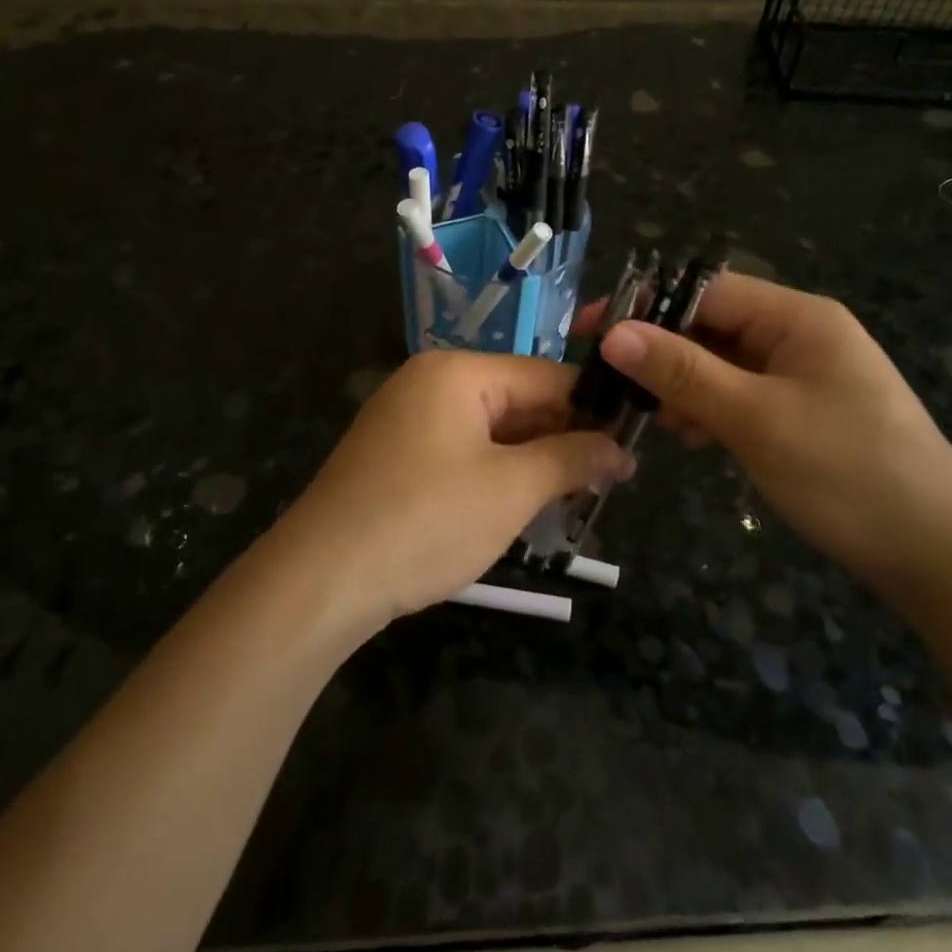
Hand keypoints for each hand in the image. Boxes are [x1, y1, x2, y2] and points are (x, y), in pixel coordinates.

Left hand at [275, 351, 635, 629]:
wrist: (321, 579)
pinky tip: (520, 506)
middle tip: (608, 483)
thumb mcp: (512, 489)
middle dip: (562, 440)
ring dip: (531, 461)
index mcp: (457, 372)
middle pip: (516, 400)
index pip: (546, 376)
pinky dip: (494, 474)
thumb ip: (570, 459)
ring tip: (574, 499)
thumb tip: (618, 449)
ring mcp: (406, 419)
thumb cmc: (426, 520)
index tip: (631, 447)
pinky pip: (460, 452)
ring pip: (489, 430)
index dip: (593, 410)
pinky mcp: (394, 456)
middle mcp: (428, 383)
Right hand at [592, 273, 951, 594]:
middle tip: (610, 383)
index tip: (590, 332)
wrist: (940, 556)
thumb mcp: (755, 418)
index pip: (705, 291)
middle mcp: (799, 335)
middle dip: (660, 351)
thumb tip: (614, 332)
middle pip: (711, 325)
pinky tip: (688, 436)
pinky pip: (740, 394)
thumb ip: (682, 372)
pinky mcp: (802, 412)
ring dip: (681, 384)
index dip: (645, 306)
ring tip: (647, 418)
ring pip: (721, 363)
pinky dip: (708, 409)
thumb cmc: (847, 472)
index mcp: (797, 317)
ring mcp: (802, 375)